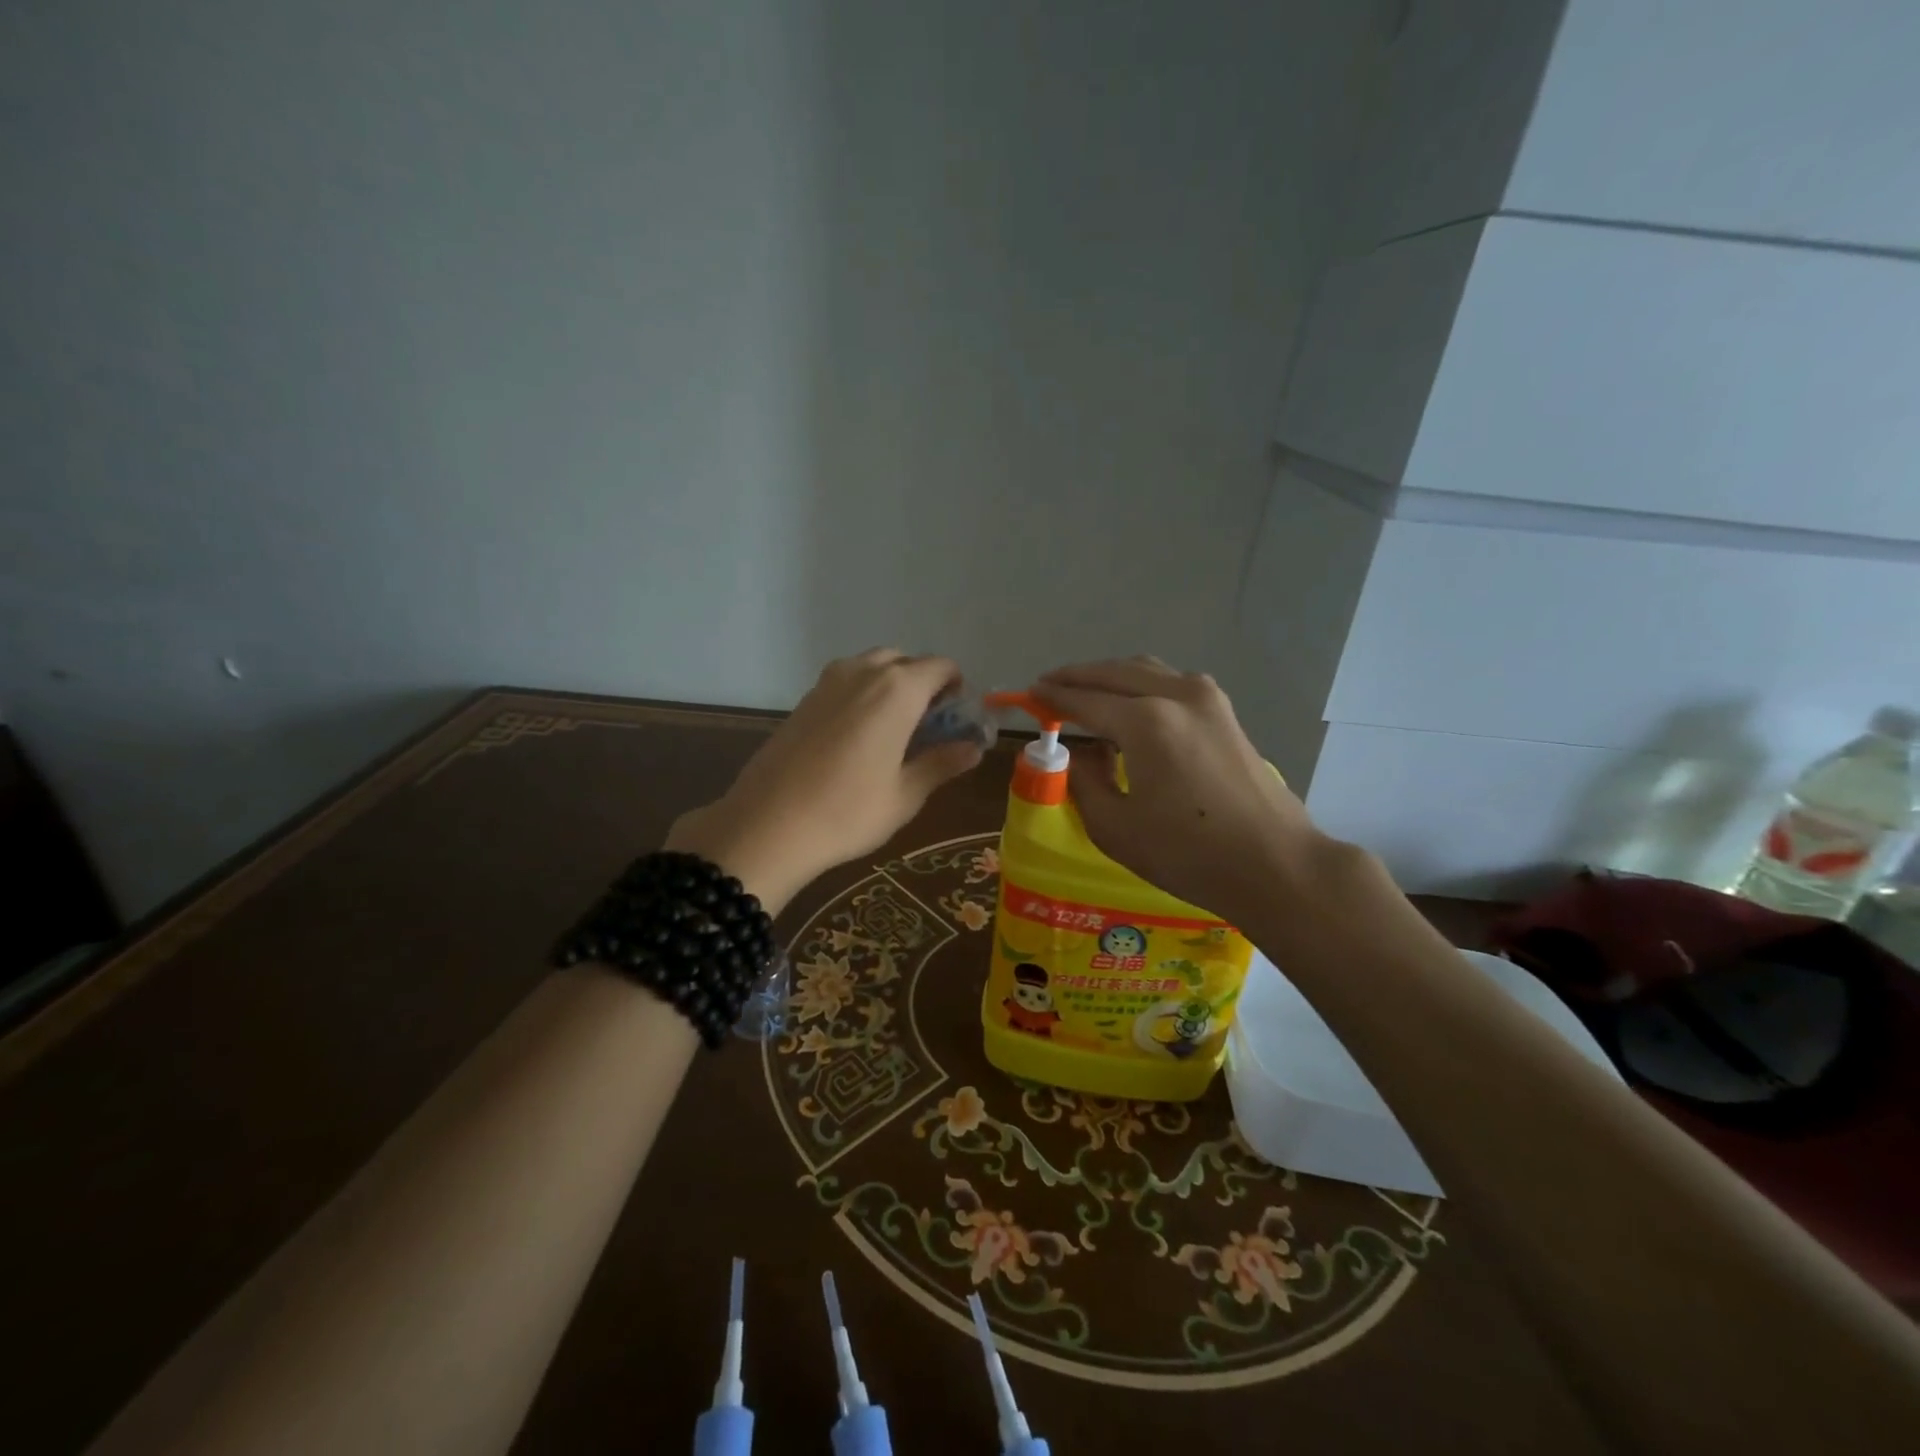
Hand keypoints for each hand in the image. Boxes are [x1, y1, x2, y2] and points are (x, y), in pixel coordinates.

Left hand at [667, 650, 983, 911]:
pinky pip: (845, 681)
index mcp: (898, 690)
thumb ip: (941, 763)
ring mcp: (828, 682)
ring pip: (871, 666)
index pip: (941, 667)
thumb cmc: (849, 811)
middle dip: (922, 683)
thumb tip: (973, 749)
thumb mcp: (905, 794)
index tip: (955, 719)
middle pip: (904, 661)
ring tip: (893, 730)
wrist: (768, 825)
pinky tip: (858, 736)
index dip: (955, 688)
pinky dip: (862, 694)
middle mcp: (863, 672)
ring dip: (890, 685)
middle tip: (926, 726)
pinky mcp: (804, 699)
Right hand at [1032, 657, 1328, 923]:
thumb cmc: (1188, 853)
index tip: (1028, 695)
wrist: (1274, 863)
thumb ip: (1083, 782)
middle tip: (1049, 687)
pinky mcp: (1225, 712)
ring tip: (1085, 692)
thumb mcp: (1115, 827)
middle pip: (1113, 672)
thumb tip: (1074, 756)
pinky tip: (1131, 706)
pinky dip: (1141, 684)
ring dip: (1110, 676)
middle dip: (1077, 676)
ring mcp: (1207, 699)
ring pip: (1145, 670)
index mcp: (1145, 721)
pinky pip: (1171, 682)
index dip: (1052, 698)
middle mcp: (1176, 695)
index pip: (1084, 699)